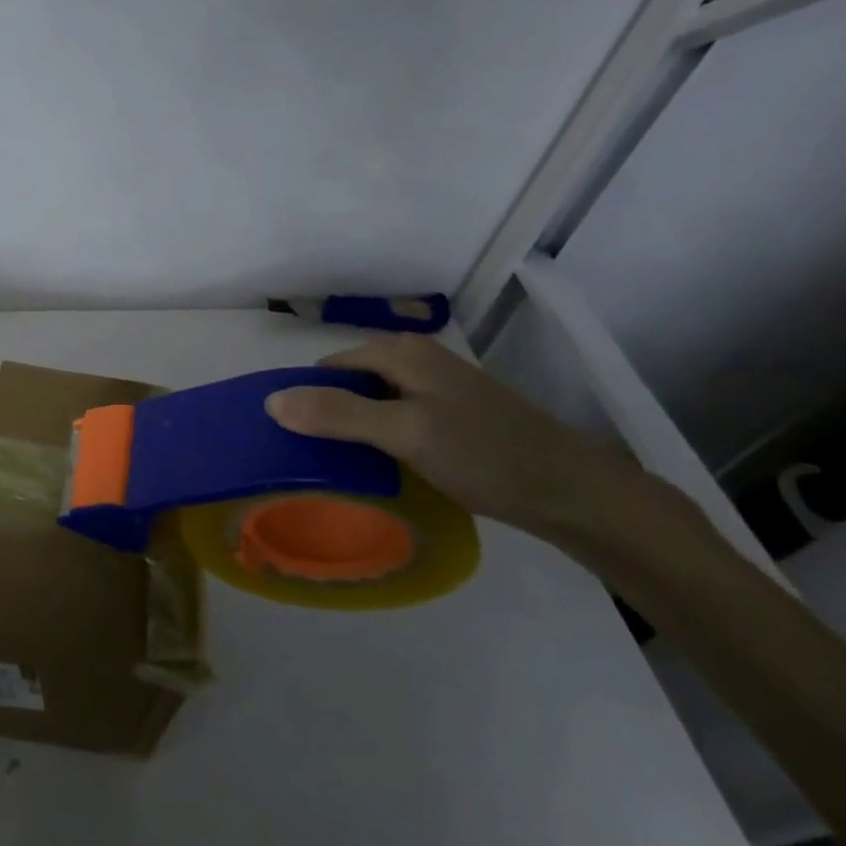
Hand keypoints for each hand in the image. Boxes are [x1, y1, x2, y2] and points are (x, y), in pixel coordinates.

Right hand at [263, 334, 649, 539]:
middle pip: (349, 384)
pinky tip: (385, 470)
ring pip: (372, 404)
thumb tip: (270, 401)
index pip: (327, 368)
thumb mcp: (405, 434)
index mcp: (400, 352)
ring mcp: (437, 388)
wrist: (575, 493)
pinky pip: (397, 419)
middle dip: (329, 417)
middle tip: (319, 464)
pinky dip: (382, 441)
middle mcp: (415, 359)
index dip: (307, 401)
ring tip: (345, 472)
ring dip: (356, 432)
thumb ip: (337, 414)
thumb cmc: (486, 455)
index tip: (296, 444)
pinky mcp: (452, 415)